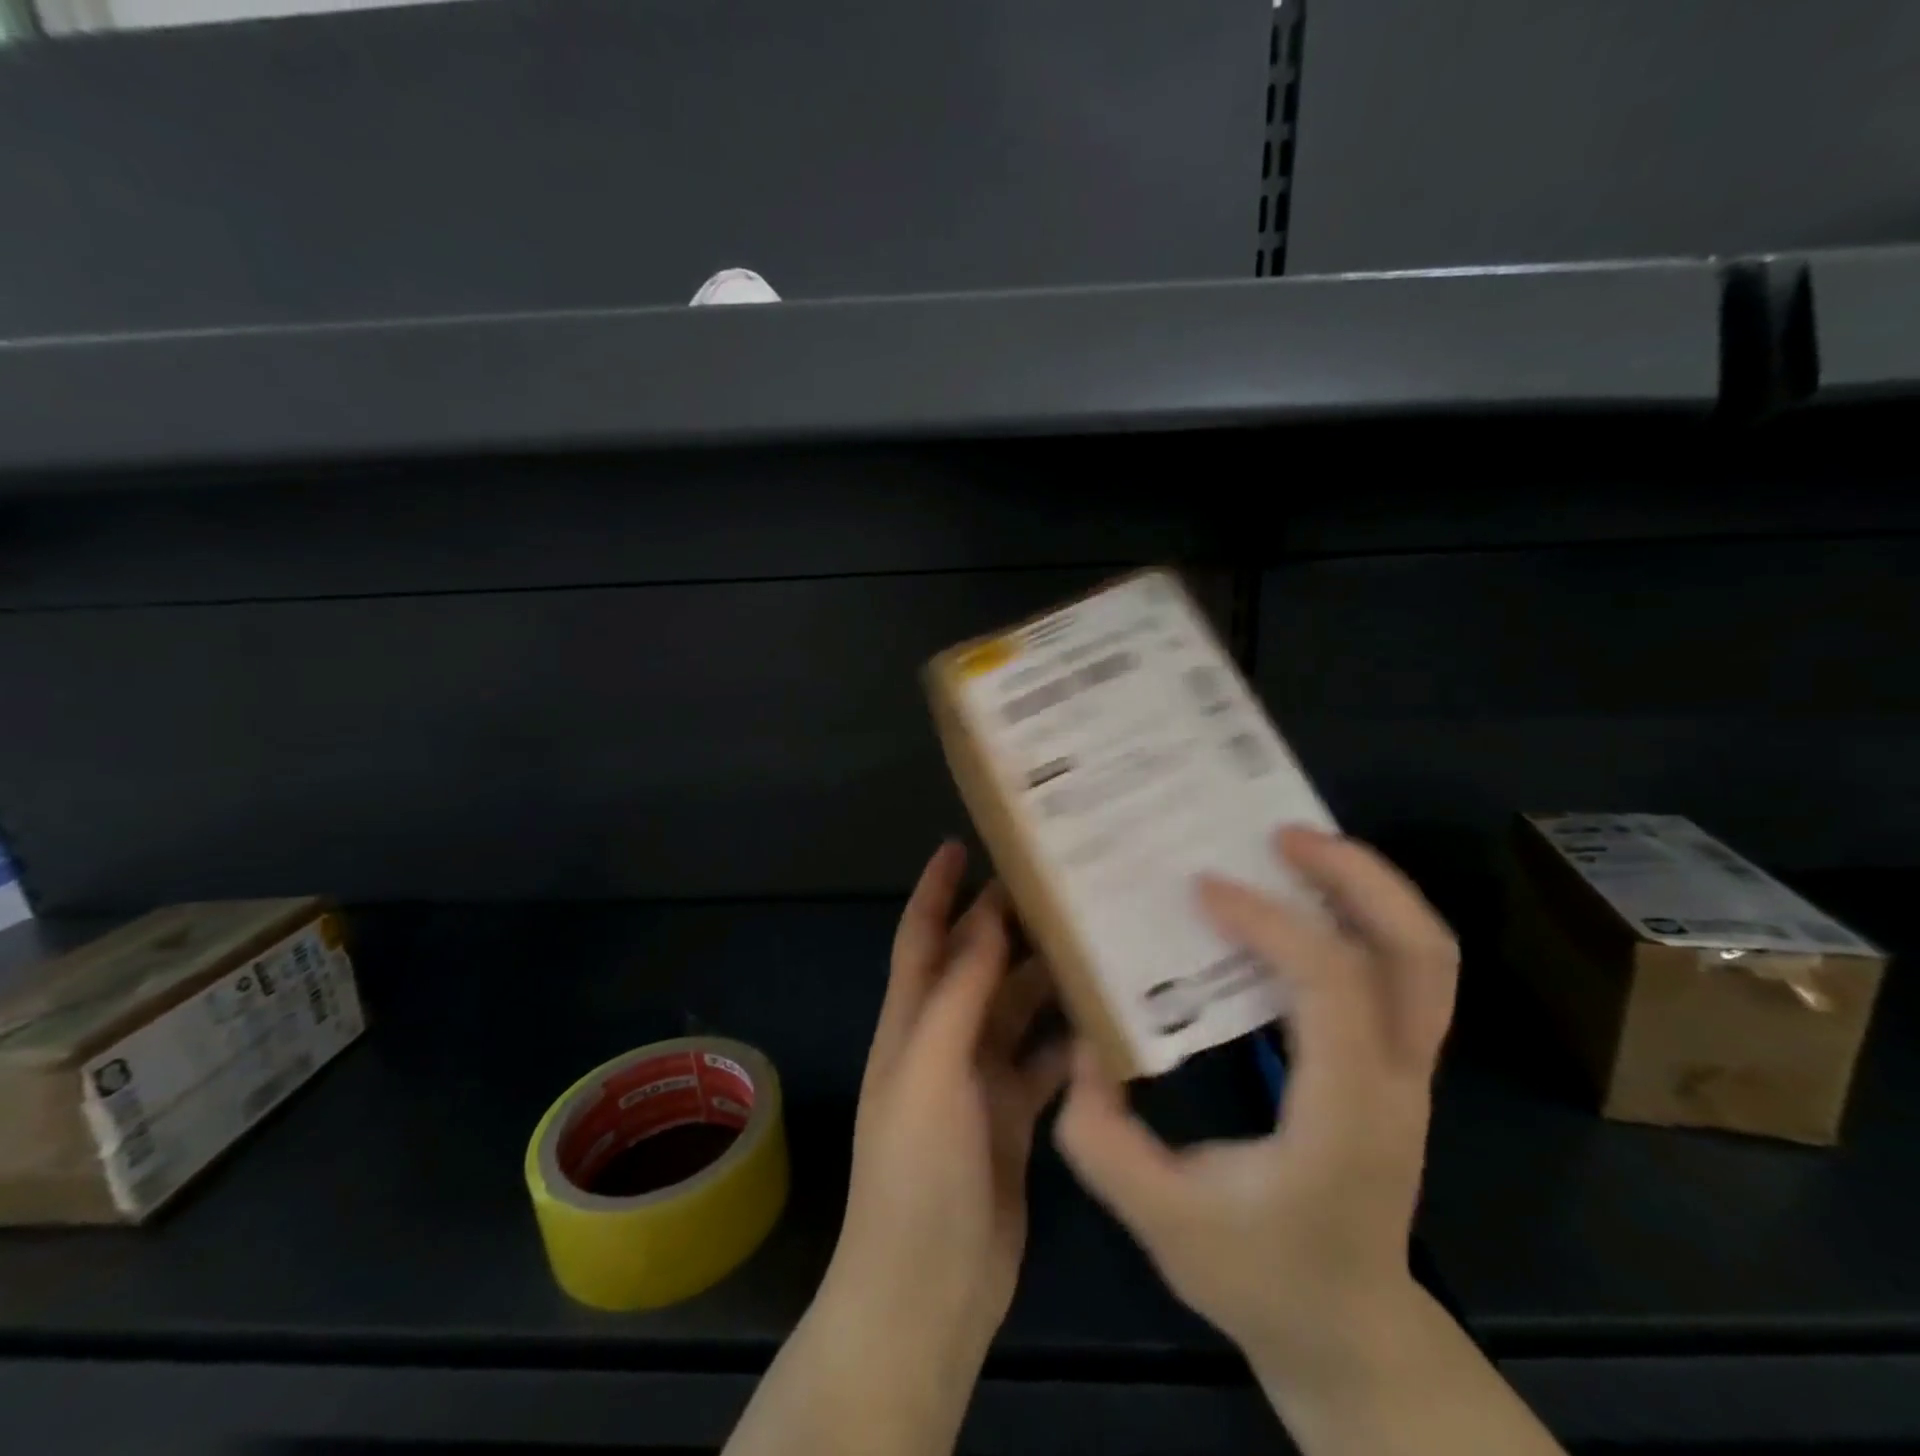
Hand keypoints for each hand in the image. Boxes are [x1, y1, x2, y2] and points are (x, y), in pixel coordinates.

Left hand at [820, 842, 1068, 1368]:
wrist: (926, 1292)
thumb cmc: (917, 1172)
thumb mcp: (930, 1071)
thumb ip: (959, 994)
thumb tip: (986, 919)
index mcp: (911, 1022)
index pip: (922, 936)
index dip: (936, 888)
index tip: (961, 842)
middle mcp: (943, 1040)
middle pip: (976, 965)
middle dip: (1005, 924)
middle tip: (1058, 886)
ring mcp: (980, 1080)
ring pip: (1016, 1009)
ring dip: (1045, 977)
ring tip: (1095, 939)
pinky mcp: (1016, 1117)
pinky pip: (1046, 1061)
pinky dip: (1070, 1039)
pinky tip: (1110, 1021)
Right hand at [1053, 827, 1458, 1384]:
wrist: (1350, 1334)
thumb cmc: (1261, 1279)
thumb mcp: (1162, 1222)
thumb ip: (1104, 1136)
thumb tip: (1086, 1043)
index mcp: (1346, 1115)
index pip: (1333, 988)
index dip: (1272, 923)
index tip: (1203, 888)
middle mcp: (1398, 1082)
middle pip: (1418, 952)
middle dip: (1355, 876)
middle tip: (1280, 833)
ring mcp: (1411, 1071)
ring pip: (1424, 955)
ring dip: (1366, 887)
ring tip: (1293, 848)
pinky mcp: (1398, 1064)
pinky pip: (1400, 970)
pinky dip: (1359, 917)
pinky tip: (1296, 903)